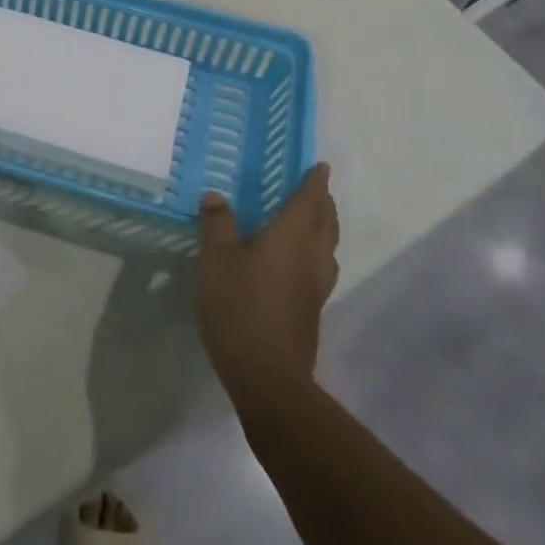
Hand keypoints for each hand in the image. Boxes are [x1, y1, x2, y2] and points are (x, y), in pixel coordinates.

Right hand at [197, 163, 338, 399]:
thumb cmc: (240, 308)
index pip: (309, 201)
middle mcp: (311, 258)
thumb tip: (217, 196)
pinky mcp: (311, 311)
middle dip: (323, 203)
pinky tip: (297, 262)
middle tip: (315, 189)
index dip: (315, 182)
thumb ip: (218, 225)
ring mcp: (315, 287)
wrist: (268, 377)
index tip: (320, 166)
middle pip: (326, 223)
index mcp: (291, 238)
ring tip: (311, 220)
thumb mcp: (216, 260)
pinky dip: (316, 253)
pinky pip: (321, 268)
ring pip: (328, 248)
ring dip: (324, 228)